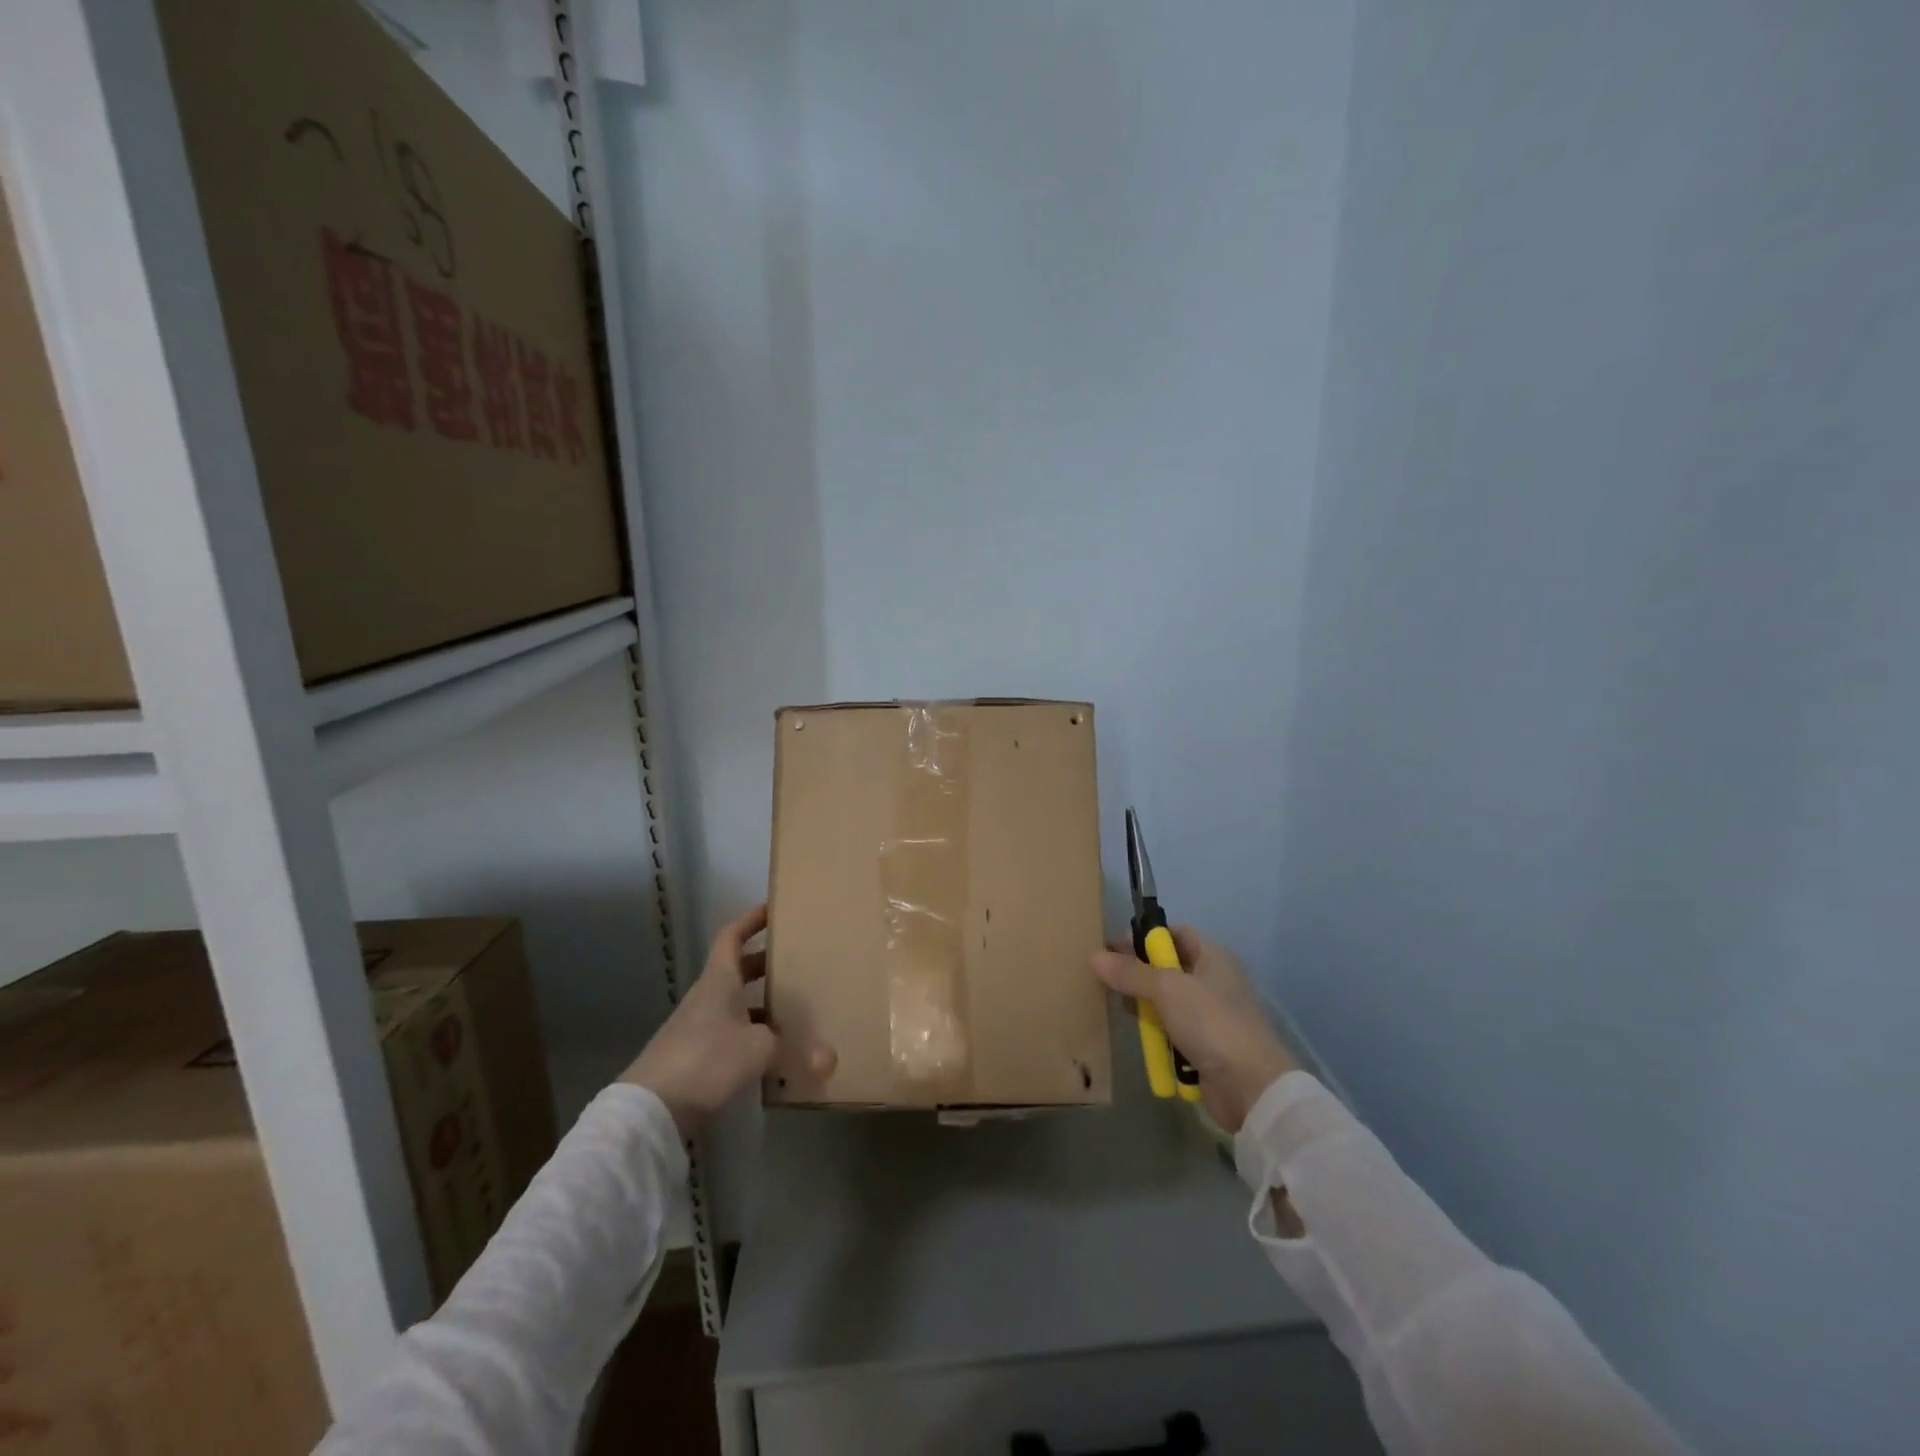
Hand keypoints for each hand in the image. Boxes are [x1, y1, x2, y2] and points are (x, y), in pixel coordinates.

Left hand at [623, 903, 834, 1135]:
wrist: (651, 1109)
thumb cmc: (707, 1059)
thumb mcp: (759, 1049)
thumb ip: (794, 1049)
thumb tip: (828, 1058)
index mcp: (719, 980)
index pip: (732, 937)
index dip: (750, 921)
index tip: (772, 910)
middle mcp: (707, 997)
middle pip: (736, 969)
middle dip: (764, 963)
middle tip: (796, 961)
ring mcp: (698, 1027)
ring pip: (734, 1003)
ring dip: (759, 1002)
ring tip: (792, 1008)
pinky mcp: (695, 1057)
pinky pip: (730, 1033)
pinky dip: (751, 1034)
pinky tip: (771, 1052)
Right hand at [1092, 926, 1299, 1133]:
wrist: (1250, 1087)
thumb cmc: (1211, 1023)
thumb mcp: (1167, 990)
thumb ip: (1131, 973)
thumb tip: (1095, 956)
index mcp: (1214, 957)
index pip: (1176, 934)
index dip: (1145, 937)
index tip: (1113, 949)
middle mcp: (1214, 981)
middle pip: (1169, 968)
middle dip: (1139, 972)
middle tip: (1106, 978)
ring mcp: (1211, 1015)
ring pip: (1168, 1001)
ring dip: (1145, 1005)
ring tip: (1117, 1006)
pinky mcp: (1205, 1045)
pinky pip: (1173, 1029)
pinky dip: (1156, 1031)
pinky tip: (1138, 1034)